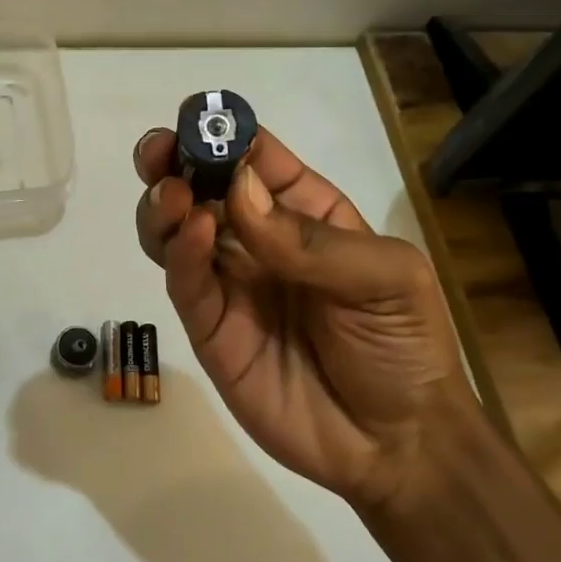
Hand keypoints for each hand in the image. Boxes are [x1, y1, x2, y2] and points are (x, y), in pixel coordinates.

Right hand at [134, 128, 467, 511]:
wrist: (396, 444)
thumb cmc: (402, 344)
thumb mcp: (385, 277)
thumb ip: (311, 240)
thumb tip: (240, 193)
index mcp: (303, 212)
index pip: (255, 159)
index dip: (225, 134)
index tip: (196, 117)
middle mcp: (256, 239)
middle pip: (202, 188)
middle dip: (174, 162)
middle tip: (158, 153)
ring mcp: (228, 283)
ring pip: (176, 229)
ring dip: (164, 204)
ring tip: (172, 196)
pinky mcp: (208, 327)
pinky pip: (185, 282)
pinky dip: (179, 253)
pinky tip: (191, 234)